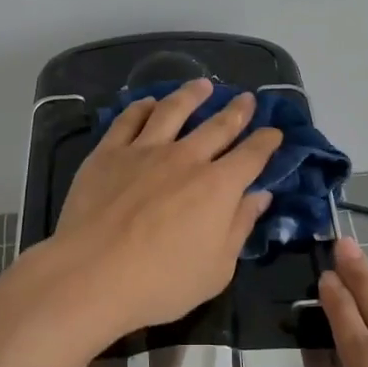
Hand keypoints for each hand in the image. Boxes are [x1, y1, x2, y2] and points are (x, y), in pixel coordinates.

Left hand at [47, 79, 281, 333]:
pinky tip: (148, 102)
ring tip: (203, 85)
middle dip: (237, 111)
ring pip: (173, 110)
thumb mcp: (217, 268)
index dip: (266, 142)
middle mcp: (186, 158)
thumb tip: (259, 196)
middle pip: (218, 126)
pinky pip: (129, 119)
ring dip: (191, 95)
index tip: (274, 132)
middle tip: (247, 98)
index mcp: (218, 186)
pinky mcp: (109, 152)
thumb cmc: (162, 282)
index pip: (251, 155)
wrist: (93, 273)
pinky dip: (142, 107)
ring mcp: (145, 150)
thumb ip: (240, 227)